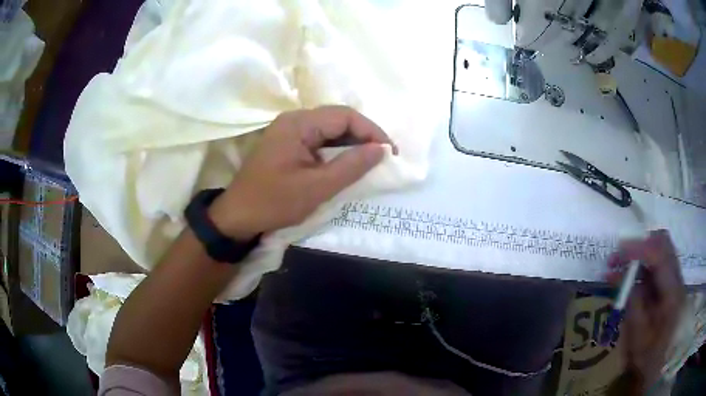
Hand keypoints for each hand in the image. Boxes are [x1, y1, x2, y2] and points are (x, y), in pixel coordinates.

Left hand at [208, 105, 395, 239]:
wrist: (237, 217)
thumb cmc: (274, 202)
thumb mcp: (317, 188)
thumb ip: (351, 166)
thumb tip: (382, 149)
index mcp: (298, 123)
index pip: (345, 116)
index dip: (371, 131)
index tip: (390, 153)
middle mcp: (294, 120)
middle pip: (337, 119)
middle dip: (363, 136)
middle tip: (383, 158)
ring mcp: (289, 131)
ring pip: (329, 130)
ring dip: (351, 144)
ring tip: (370, 162)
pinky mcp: (287, 144)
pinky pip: (319, 140)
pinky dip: (336, 151)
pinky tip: (346, 164)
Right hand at [606, 230, 685, 391]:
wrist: (659, 366)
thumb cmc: (647, 356)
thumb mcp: (637, 335)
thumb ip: (633, 302)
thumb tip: (620, 275)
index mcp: (672, 293)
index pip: (660, 255)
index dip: (639, 249)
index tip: (618, 252)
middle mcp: (676, 278)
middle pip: (663, 243)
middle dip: (640, 244)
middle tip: (619, 257)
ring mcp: (674, 278)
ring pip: (660, 249)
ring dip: (640, 252)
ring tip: (619, 265)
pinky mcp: (669, 283)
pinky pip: (657, 263)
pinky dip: (642, 264)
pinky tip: (627, 276)